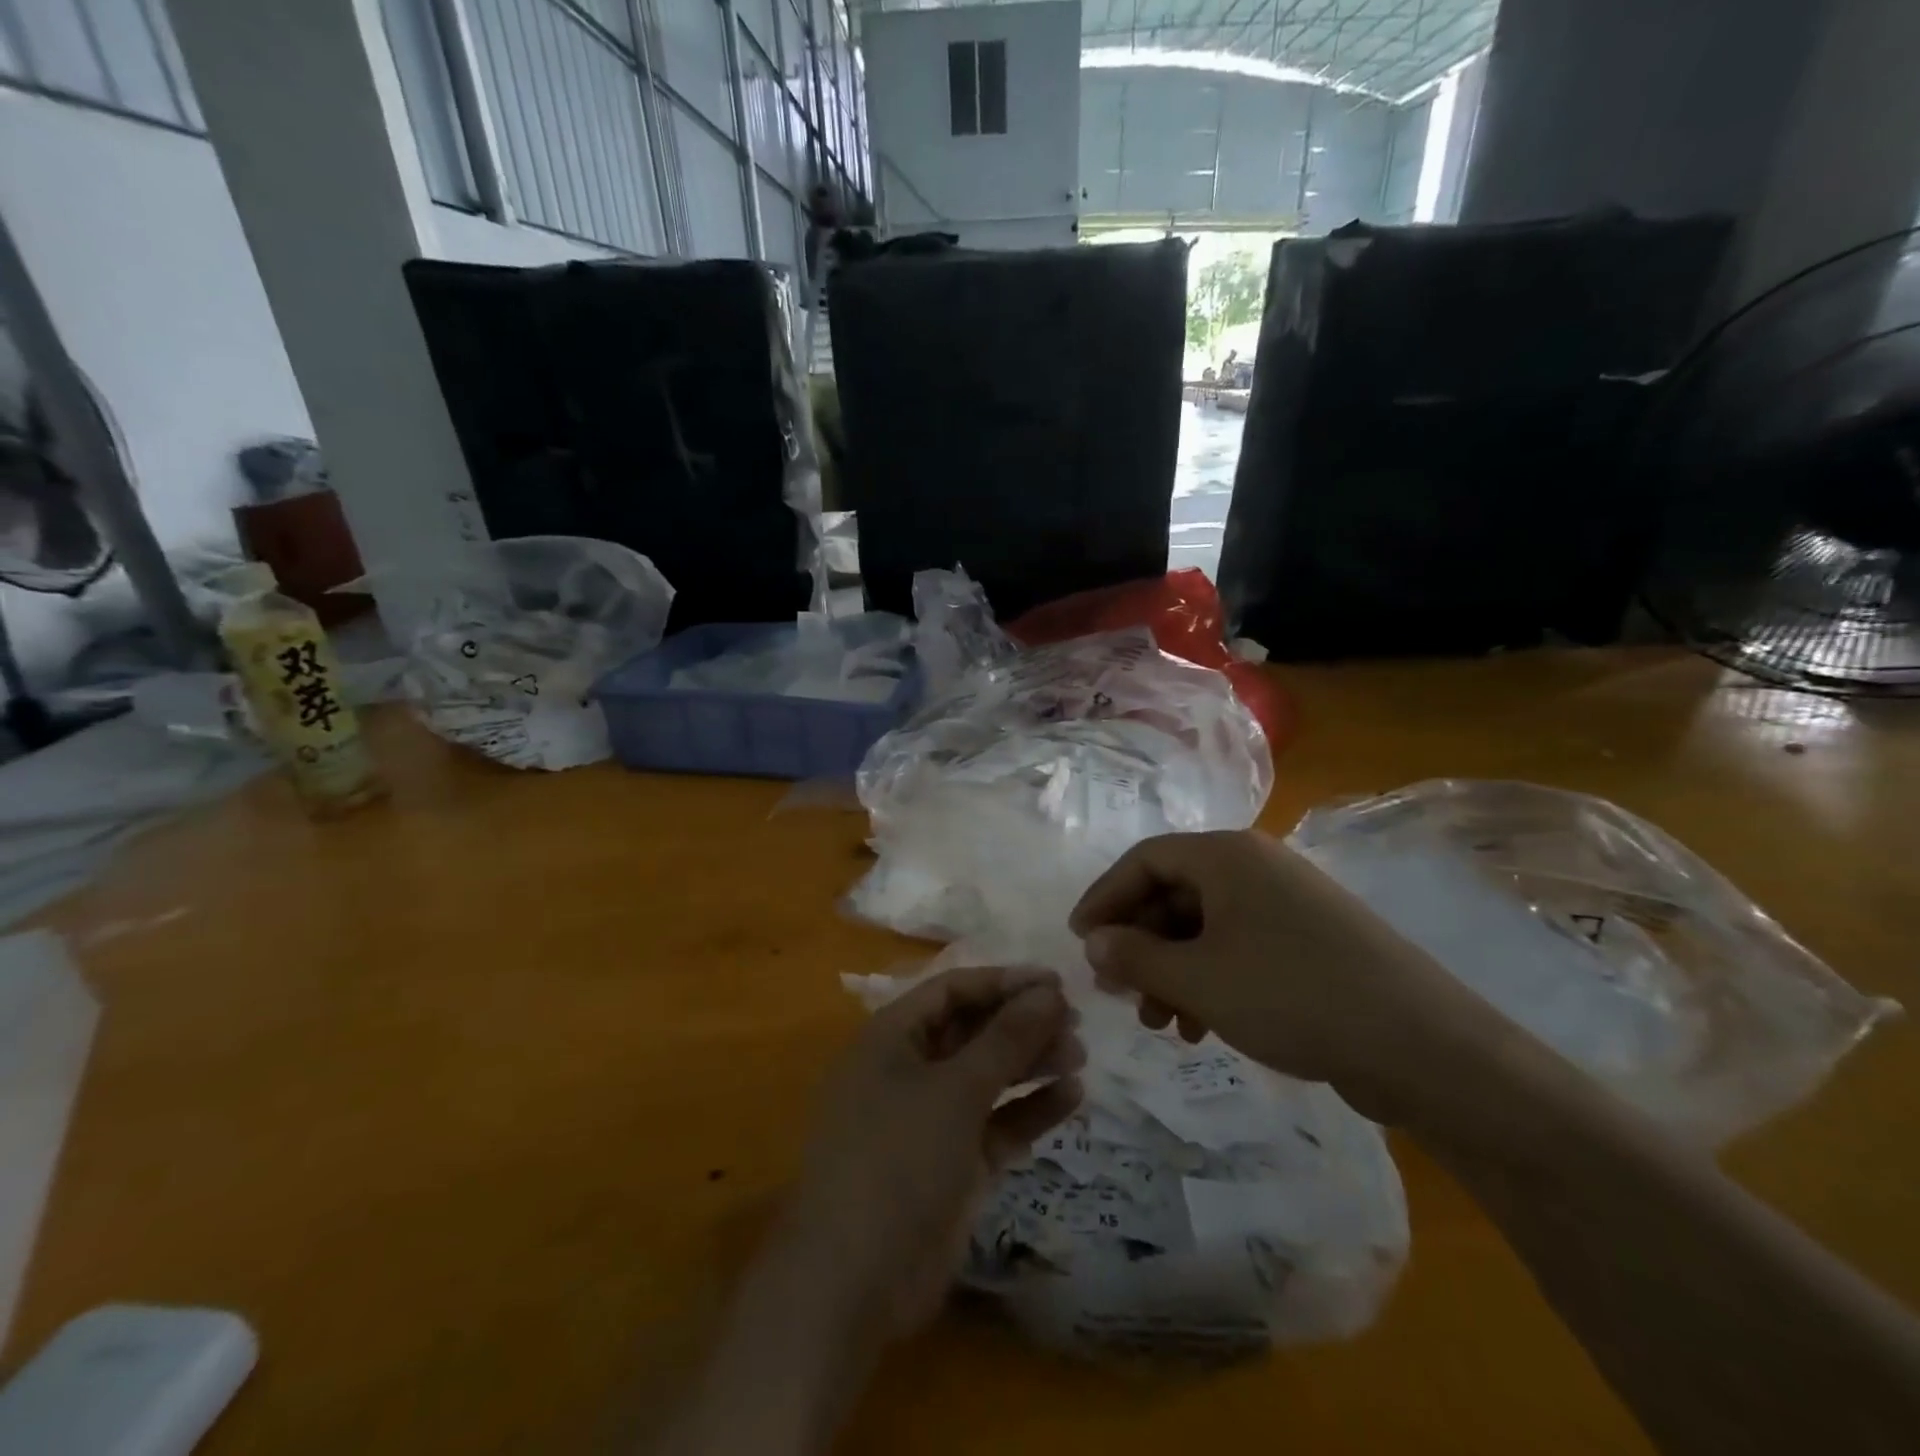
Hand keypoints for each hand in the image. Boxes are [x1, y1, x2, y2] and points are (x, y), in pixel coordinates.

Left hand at [781, 965, 1084, 1346]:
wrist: (854, 1282)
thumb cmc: (898, 1159)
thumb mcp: (955, 1090)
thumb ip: (1005, 1039)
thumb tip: (1049, 992)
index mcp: (891, 1038)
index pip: (952, 990)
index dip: (1003, 982)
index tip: (1057, 982)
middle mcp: (908, 1070)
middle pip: (971, 1031)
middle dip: (1021, 1023)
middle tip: (1075, 1021)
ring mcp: (929, 1119)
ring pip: (986, 1076)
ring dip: (1030, 1063)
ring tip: (1080, 1055)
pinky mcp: (951, 1164)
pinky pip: (995, 1123)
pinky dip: (1029, 1110)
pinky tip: (1072, 1096)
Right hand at [1068, 830, 1491, 1118]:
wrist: (1421, 1046)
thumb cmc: (1292, 996)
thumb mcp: (1198, 979)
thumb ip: (1135, 956)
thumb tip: (1094, 942)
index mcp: (1227, 856)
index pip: (1144, 860)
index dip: (1104, 897)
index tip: (1078, 940)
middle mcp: (1255, 866)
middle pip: (1173, 892)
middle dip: (1139, 943)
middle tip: (1118, 991)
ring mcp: (1286, 903)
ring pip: (1204, 926)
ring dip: (1172, 969)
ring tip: (1160, 1023)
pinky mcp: (1309, 941)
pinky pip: (1239, 948)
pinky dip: (1209, 980)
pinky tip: (1201, 1027)